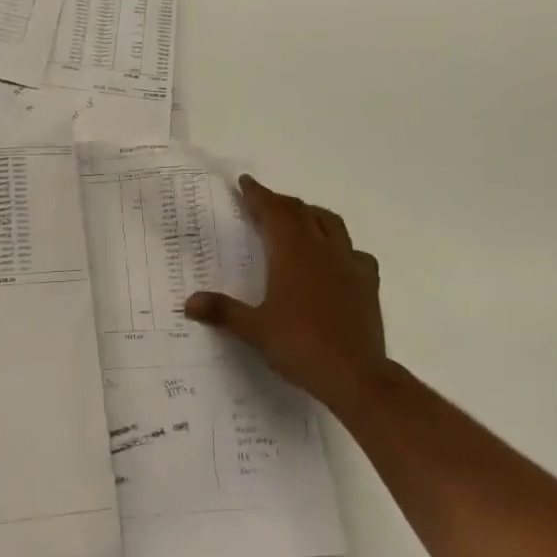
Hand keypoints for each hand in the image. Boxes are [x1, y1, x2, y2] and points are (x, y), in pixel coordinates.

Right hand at [185, 175, 387, 414]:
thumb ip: (222, 311)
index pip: (273, 210)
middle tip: (263, 202)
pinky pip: (355, 252)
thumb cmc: (300, 345)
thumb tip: (189, 302)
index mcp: (291, 252)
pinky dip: (342, 247)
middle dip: (279, 202)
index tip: (245, 182)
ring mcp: (348, 263)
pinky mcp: (367, 282)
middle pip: (300, 211)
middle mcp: (321, 248)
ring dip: (311, 214)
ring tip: (300, 219)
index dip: (258, 194)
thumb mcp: (255, 330)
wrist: (356, 375)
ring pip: (331, 223)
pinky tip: (336, 260)